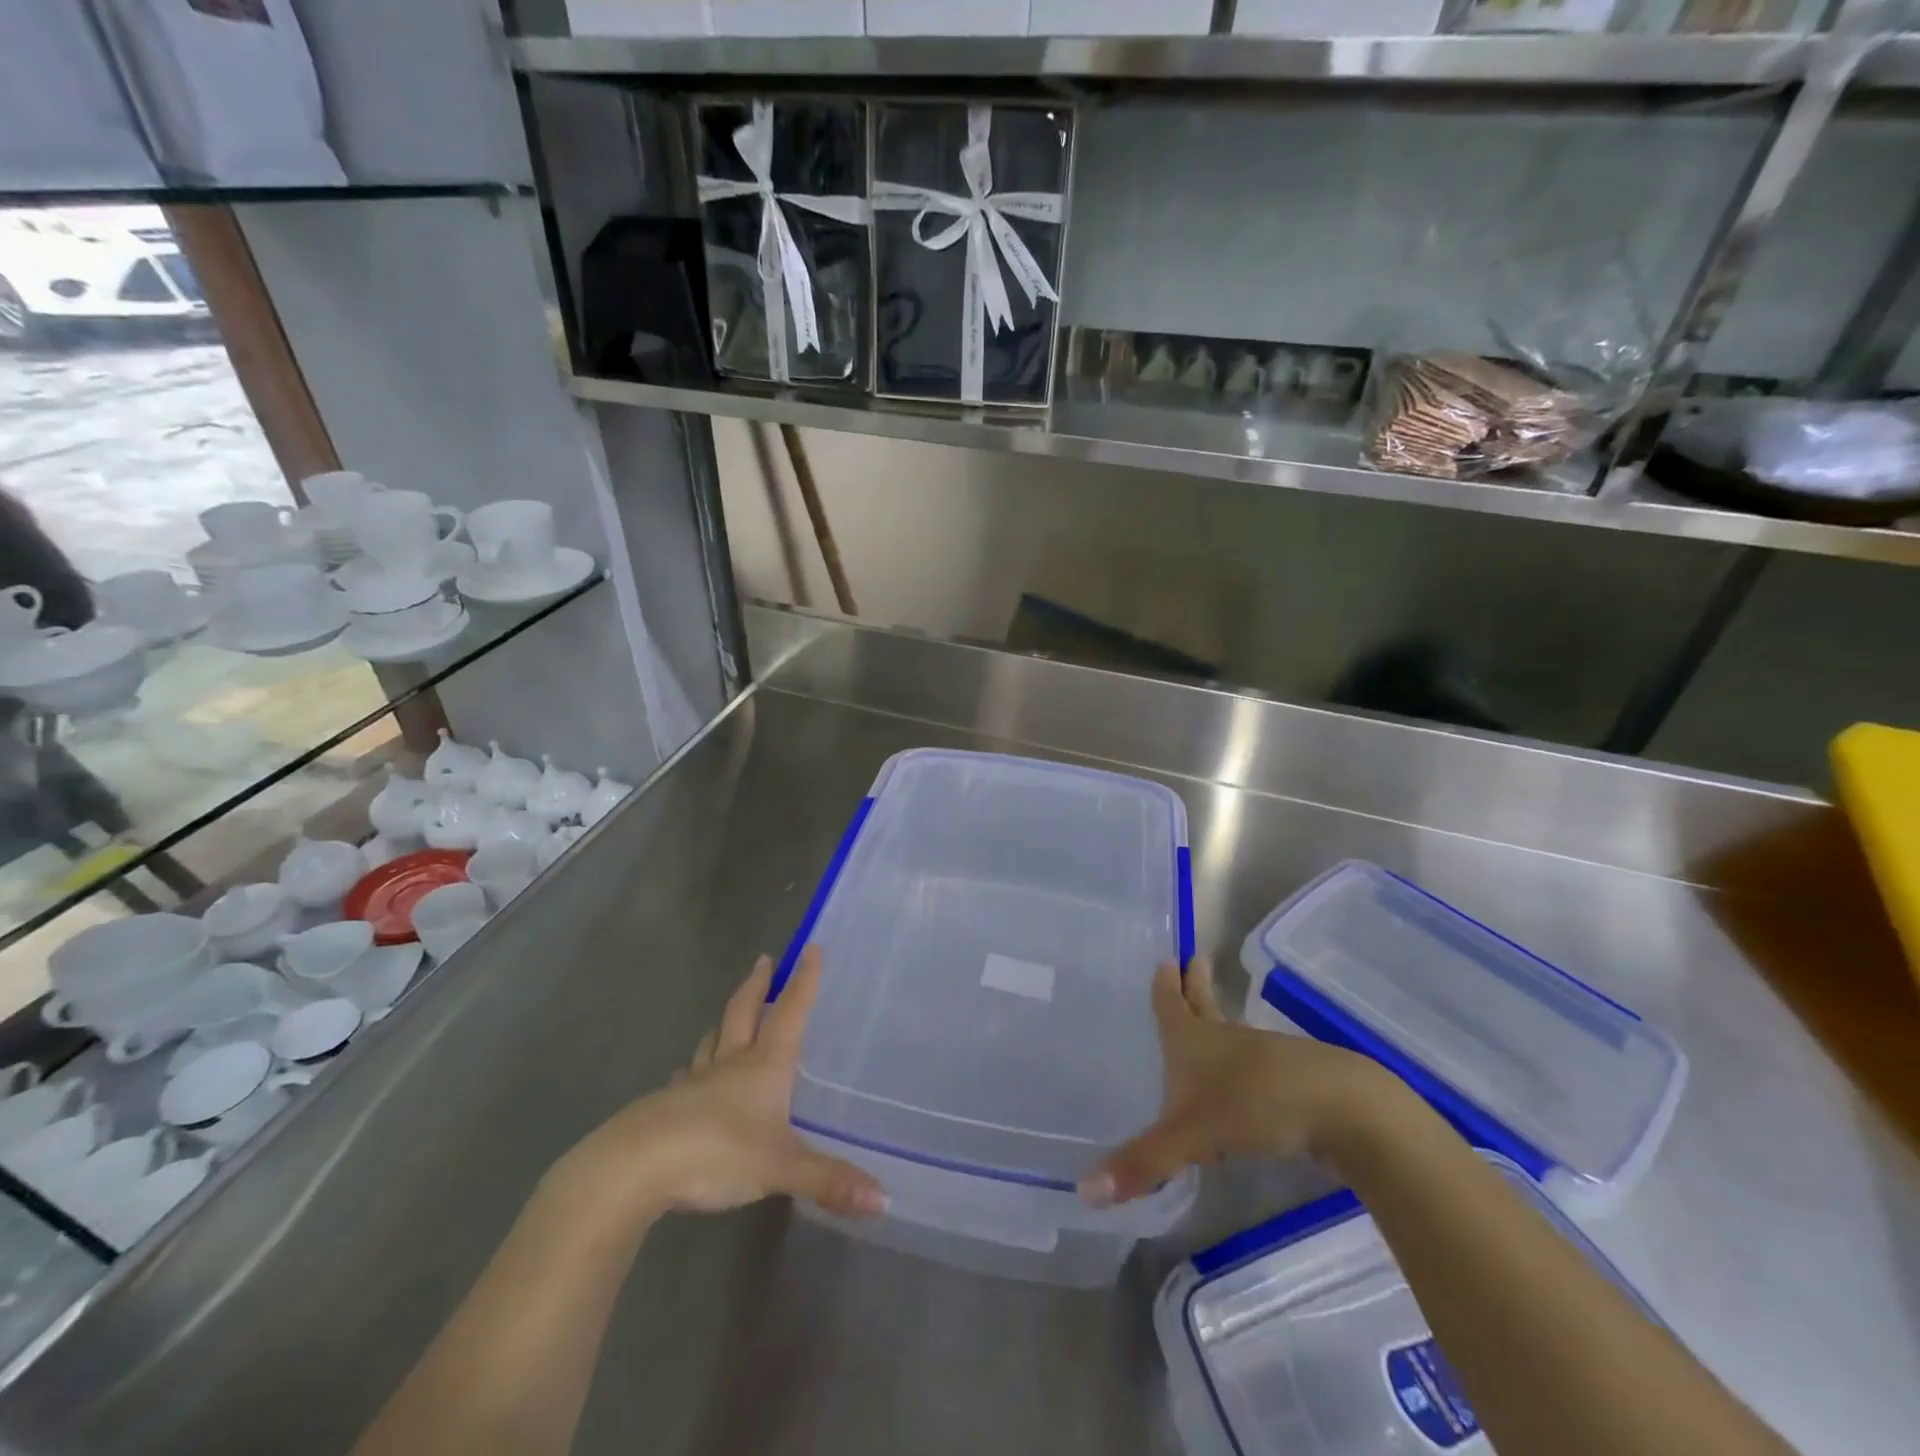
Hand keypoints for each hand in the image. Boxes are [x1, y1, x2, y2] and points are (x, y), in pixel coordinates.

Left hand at [560, 948, 885, 1221]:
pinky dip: (694, 1068)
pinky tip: (687, 1076)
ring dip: (725, 1022)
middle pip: (744, 1012)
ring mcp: (694, 1083)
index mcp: (763, 1066)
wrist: (633, 1167)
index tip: (812, 947)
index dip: (804, 981)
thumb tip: (884, 1200)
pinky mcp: (666, 1106)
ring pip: (713, 1041)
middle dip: (758, 985)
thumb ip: (829, 1181)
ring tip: (728, 1014)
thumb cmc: (716, 1152)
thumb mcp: (780, 1167)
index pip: (790, 1012)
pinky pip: (686, 1077)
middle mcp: (730, 1064)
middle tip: (763, 961)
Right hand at [1079, 957, 1394, 1206]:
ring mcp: (1261, 1057)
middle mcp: (1224, 1040)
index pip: (1171, 1004)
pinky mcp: (1290, 1081)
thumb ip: (1144, 1163)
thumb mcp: (1191, 1136)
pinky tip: (1241, 1080)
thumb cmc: (1254, 1104)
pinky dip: (1241, 1063)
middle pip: (1204, 1006)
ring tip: (1207, 1020)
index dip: (1165, 985)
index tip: (1166, 958)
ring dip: (1217, 1022)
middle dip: (1194, 987)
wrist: (1341, 1108)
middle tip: (1190, 961)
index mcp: (1193, 1040)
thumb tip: (1085, 1190)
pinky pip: (1254, 1065)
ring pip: (1230, 1033)